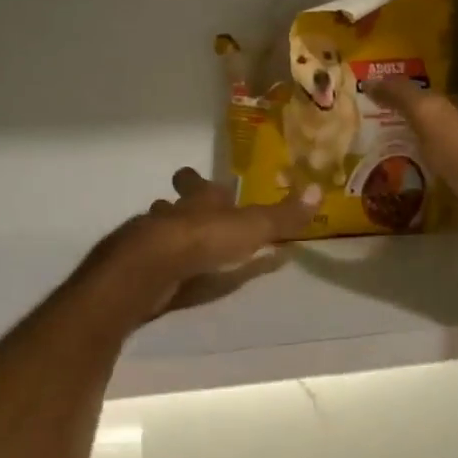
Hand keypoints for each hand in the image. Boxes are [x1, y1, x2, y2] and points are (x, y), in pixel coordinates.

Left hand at [95, 168, 316, 319]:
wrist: (152, 268)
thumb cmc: (205, 239)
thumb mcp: (253, 227)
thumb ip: (283, 216)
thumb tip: (318, 191)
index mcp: (199, 200)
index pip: (196, 183)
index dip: (196, 182)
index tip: (196, 180)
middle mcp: (171, 214)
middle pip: (171, 205)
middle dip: (177, 207)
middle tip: (185, 213)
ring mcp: (150, 241)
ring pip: (156, 231)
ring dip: (166, 236)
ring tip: (178, 248)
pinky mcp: (140, 270)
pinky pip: (151, 263)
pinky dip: (160, 267)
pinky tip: (167, 277)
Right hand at [369, 82, 457, 282]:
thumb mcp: (432, 114)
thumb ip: (402, 96)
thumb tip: (371, 80)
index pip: (443, 96)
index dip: (414, 98)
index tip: (380, 104)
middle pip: (442, 129)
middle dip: (411, 131)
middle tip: (372, 136)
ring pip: (441, 160)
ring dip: (416, 162)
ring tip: (377, 165)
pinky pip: (442, 191)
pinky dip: (424, 190)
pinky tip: (399, 193)